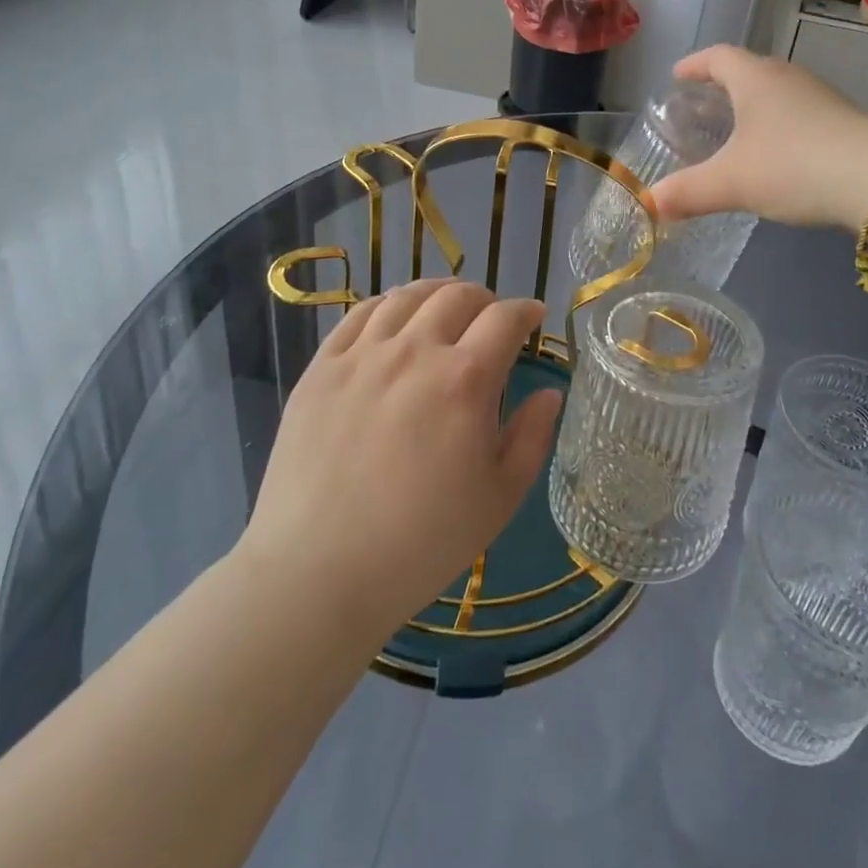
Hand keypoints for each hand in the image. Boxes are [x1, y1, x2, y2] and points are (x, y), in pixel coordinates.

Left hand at [239, 279, 560, 641]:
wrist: (317, 573)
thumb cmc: (422, 543)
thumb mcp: (499, 498)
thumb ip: (532, 437)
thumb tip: (550, 393)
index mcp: (465, 380)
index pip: (506, 318)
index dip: (527, 311)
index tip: (534, 318)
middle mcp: (415, 351)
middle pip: (458, 296)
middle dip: (486, 299)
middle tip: (491, 319)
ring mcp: (362, 355)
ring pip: (407, 296)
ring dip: (437, 293)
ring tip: (445, 308)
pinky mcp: (322, 368)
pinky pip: (359, 314)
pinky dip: (387, 305)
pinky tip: (394, 319)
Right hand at [650, 46, 867, 232]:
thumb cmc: (793, 165)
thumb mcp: (731, 182)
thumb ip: (687, 192)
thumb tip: (648, 204)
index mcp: (755, 78)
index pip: (718, 57)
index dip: (694, 64)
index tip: (677, 75)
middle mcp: (788, 78)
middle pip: (749, 71)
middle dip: (722, 86)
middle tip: (702, 107)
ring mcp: (820, 98)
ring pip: (776, 93)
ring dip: (753, 107)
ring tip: (736, 132)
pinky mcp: (842, 122)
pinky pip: (799, 115)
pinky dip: (778, 126)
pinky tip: (776, 156)